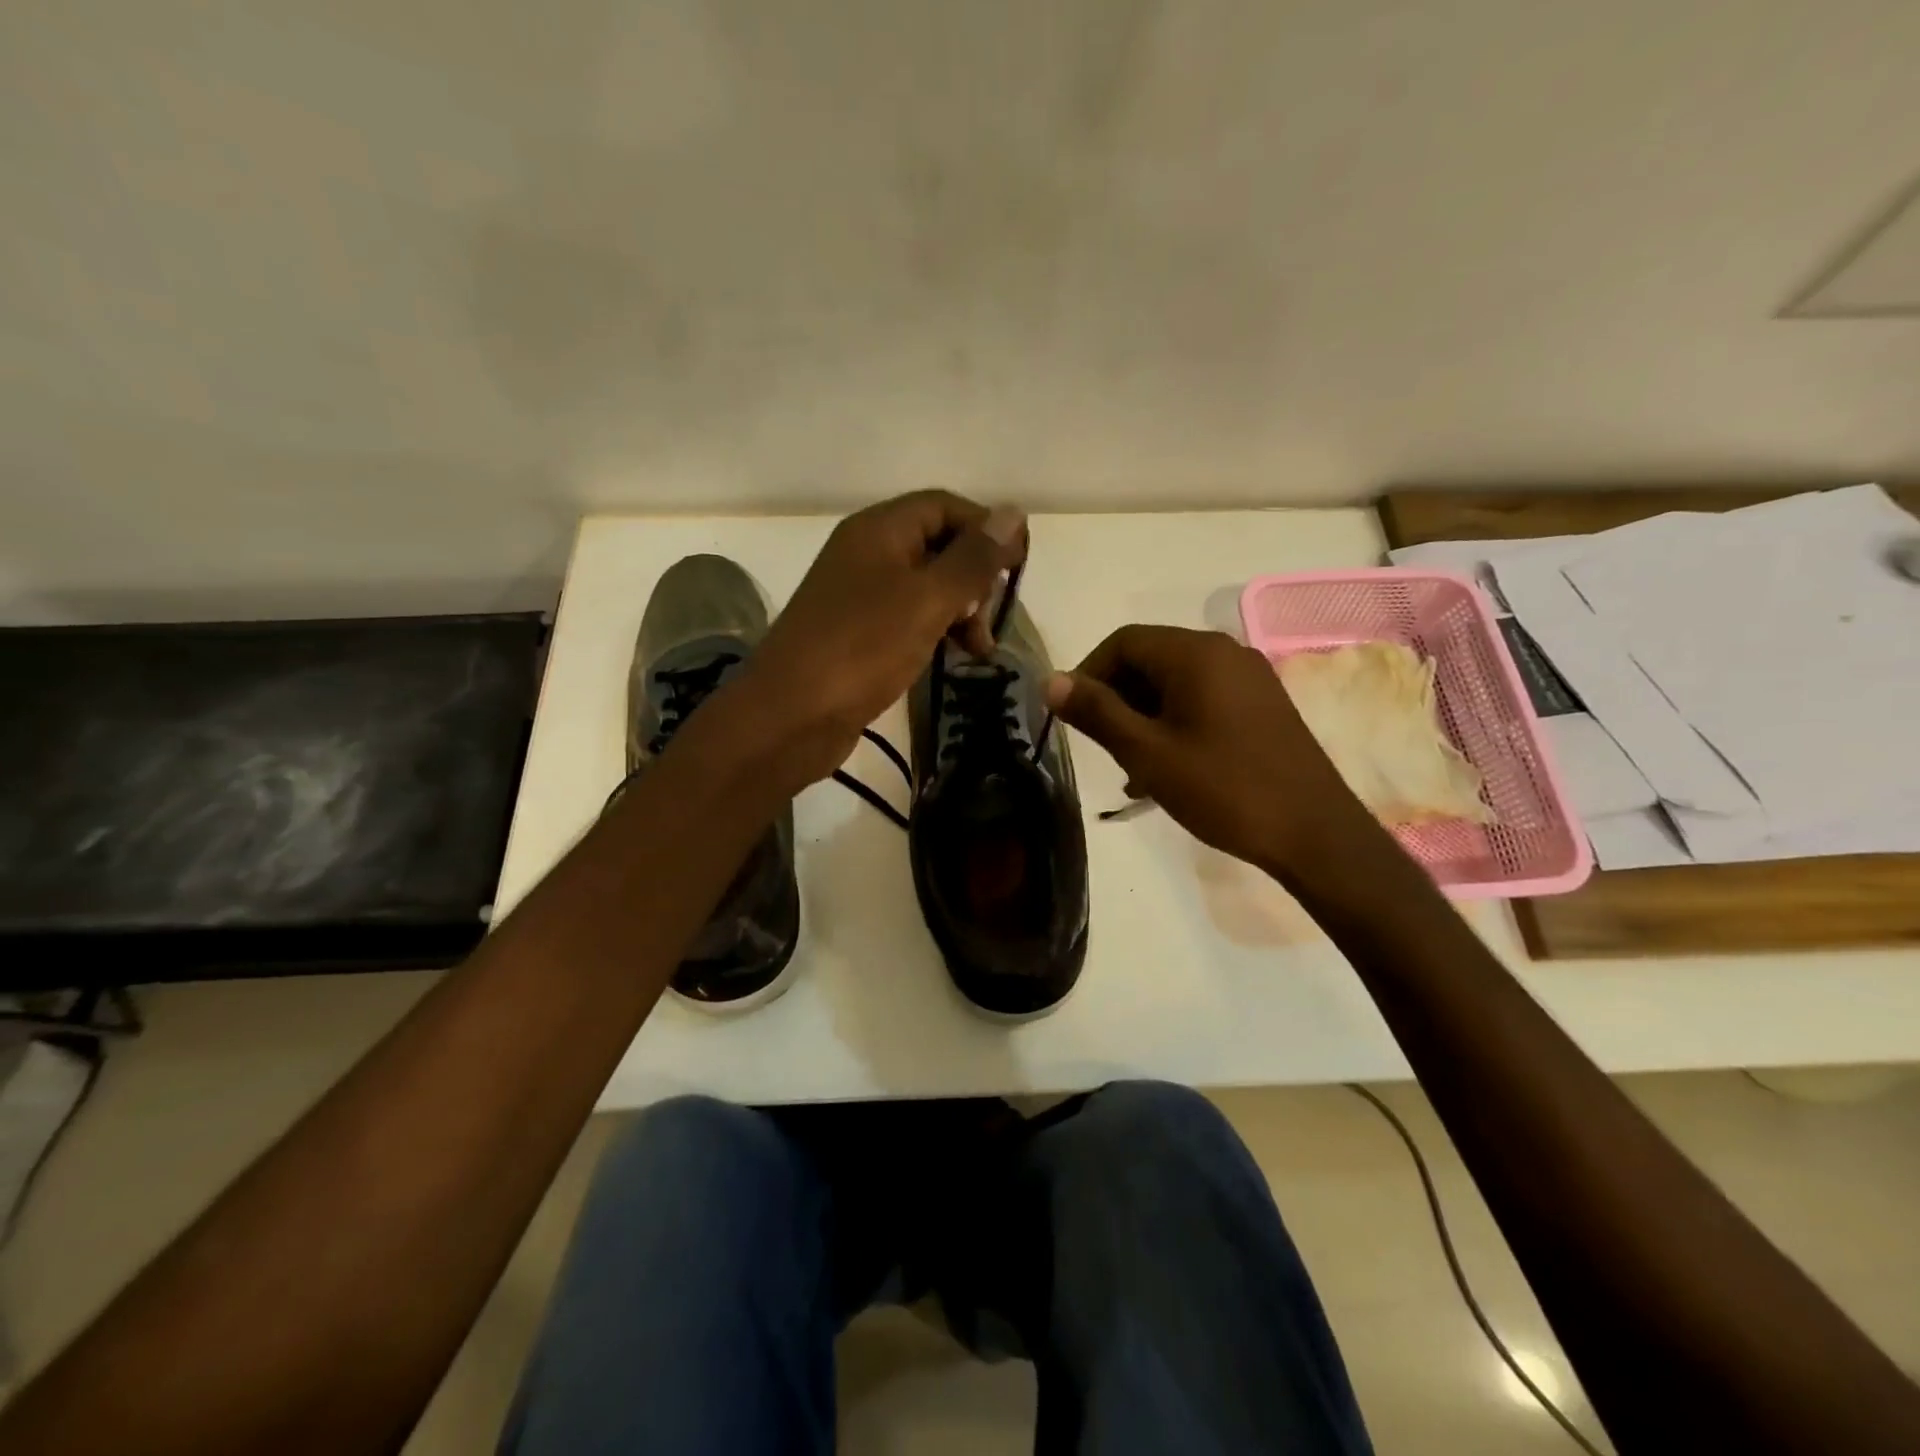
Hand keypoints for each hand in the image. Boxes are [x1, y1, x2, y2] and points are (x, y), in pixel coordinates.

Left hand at [739, 491, 1026, 786]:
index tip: (1019, 566)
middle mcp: (867, 554)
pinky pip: (908, 618)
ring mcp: (859, 596)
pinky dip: (936, 631)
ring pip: (926, 587)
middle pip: (936, 545)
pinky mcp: (858, 634)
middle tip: (994, 617)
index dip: (985, 528)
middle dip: (974, 576)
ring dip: (961, 610)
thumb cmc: (862, 649)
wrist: (790, 716)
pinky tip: (953, 657)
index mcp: (879, 530)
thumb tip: (1012, 514)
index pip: (944, 506)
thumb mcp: (927, 600)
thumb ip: (972, 559)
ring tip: (980, 650)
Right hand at [1046, 624, 1375, 881]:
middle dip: (1117, 698)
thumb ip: (1097, 712)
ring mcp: (1249, 678)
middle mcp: (1225, 652)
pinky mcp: (1263, 705)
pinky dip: (1175, 723)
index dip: (1088, 673)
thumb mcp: (1148, 753)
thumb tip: (1051, 680)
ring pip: (1176, 683)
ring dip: (1144, 715)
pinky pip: (1203, 699)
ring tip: (1133, 768)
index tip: (1073, 717)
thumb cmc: (1223, 789)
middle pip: (1151, 659)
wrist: (1314, 834)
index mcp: (1196, 653)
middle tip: (1103, 748)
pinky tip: (1167, 768)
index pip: (1124, 642)